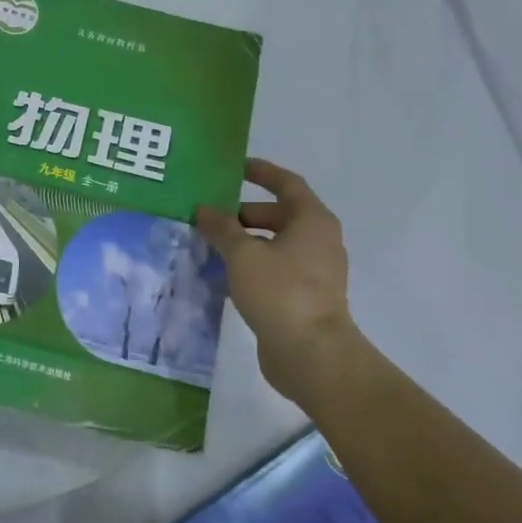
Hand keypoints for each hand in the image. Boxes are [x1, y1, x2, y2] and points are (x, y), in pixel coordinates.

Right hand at [196, 159, 359, 401]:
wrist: (311, 354)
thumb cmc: (280, 292)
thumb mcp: (243, 254)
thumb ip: (221, 228)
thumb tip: (203, 209)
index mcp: (312, 221)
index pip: (287, 183)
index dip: (261, 172)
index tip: (234, 168)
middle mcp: (318, 240)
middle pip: (278, 215)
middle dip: (242, 213)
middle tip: (208, 216)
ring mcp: (314, 271)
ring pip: (274, 244)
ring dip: (244, 241)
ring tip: (208, 245)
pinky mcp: (304, 296)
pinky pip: (274, 269)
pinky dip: (251, 265)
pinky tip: (223, 275)